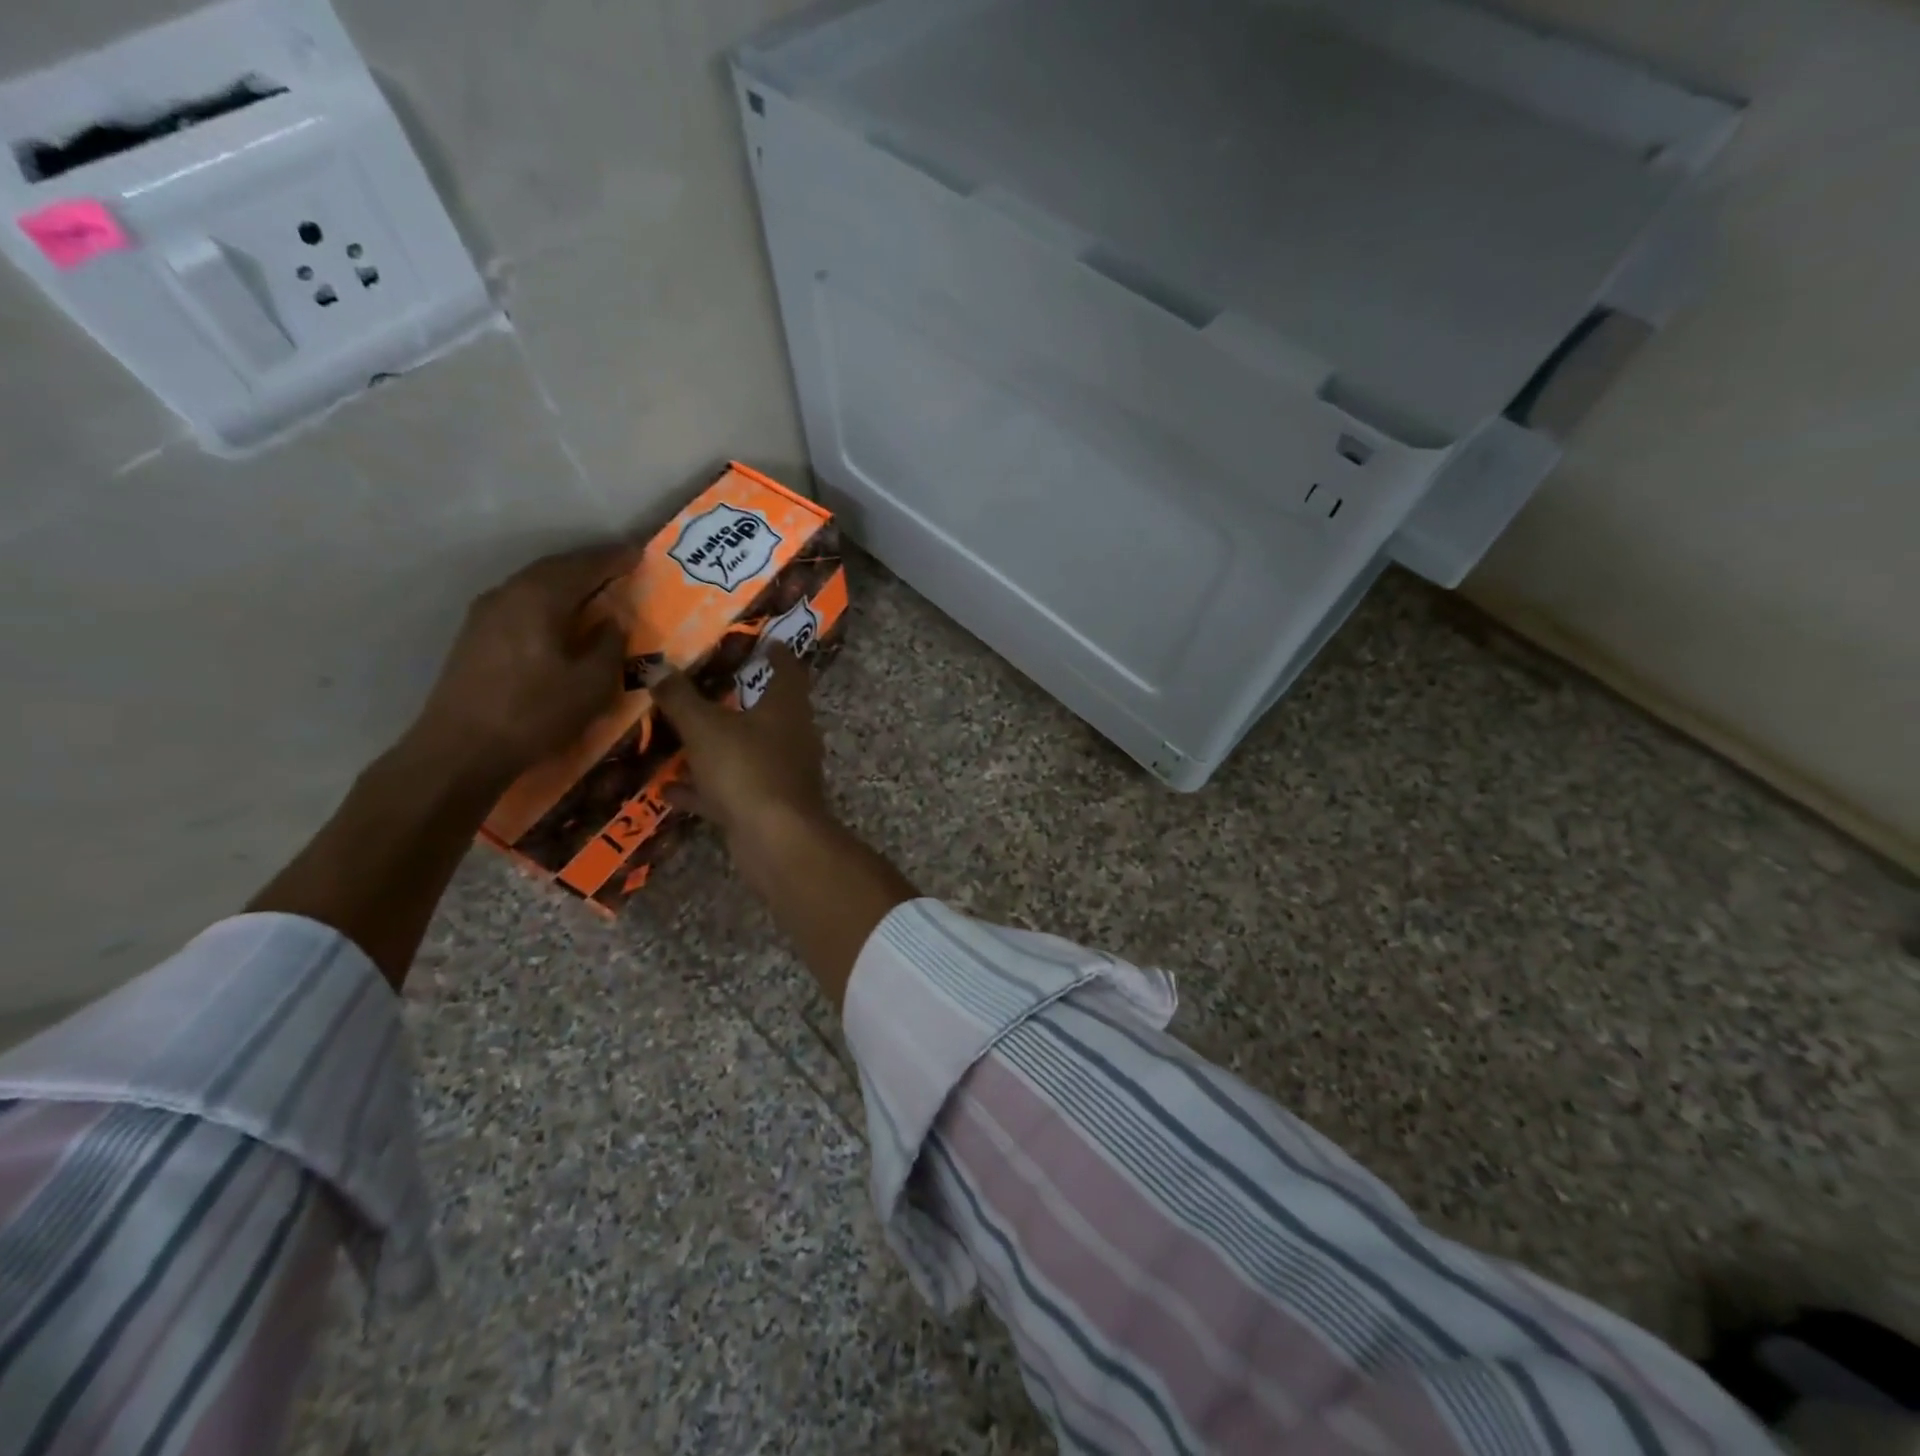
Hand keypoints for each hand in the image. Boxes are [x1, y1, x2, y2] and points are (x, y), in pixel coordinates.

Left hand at [411, 542, 641, 783]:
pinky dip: (548, 599)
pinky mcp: (476, 635)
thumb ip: (608, 645)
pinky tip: (562, 616)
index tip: (641, 552)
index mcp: (540, 598)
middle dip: (590, 565)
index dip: (615, 558)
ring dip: (567, 582)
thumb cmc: (536, 713)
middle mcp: (509, 593)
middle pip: (555, 568)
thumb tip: (612, 621)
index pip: (585, 565)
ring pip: (535, 584)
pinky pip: (521, 602)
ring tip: (596, 589)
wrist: (461, 749)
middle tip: (622, 566)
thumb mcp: (592, 684)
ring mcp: (486, 613)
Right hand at [650, 644, 830, 843]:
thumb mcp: (704, 727)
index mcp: (787, 707)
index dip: (776, 652)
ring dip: (716, 746)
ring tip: (680, 735)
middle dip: (739, 699)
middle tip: (707, 684)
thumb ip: (680, 698)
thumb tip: (657, 667)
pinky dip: (704, 788)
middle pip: (767, 710)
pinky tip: (669, 789)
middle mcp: (791, 737)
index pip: (788, 669)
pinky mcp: (767, 807)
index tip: (763, 640)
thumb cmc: (747, 768)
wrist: (775, 840)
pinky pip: (731, 789)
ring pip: (746, 752)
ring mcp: (781, 774)